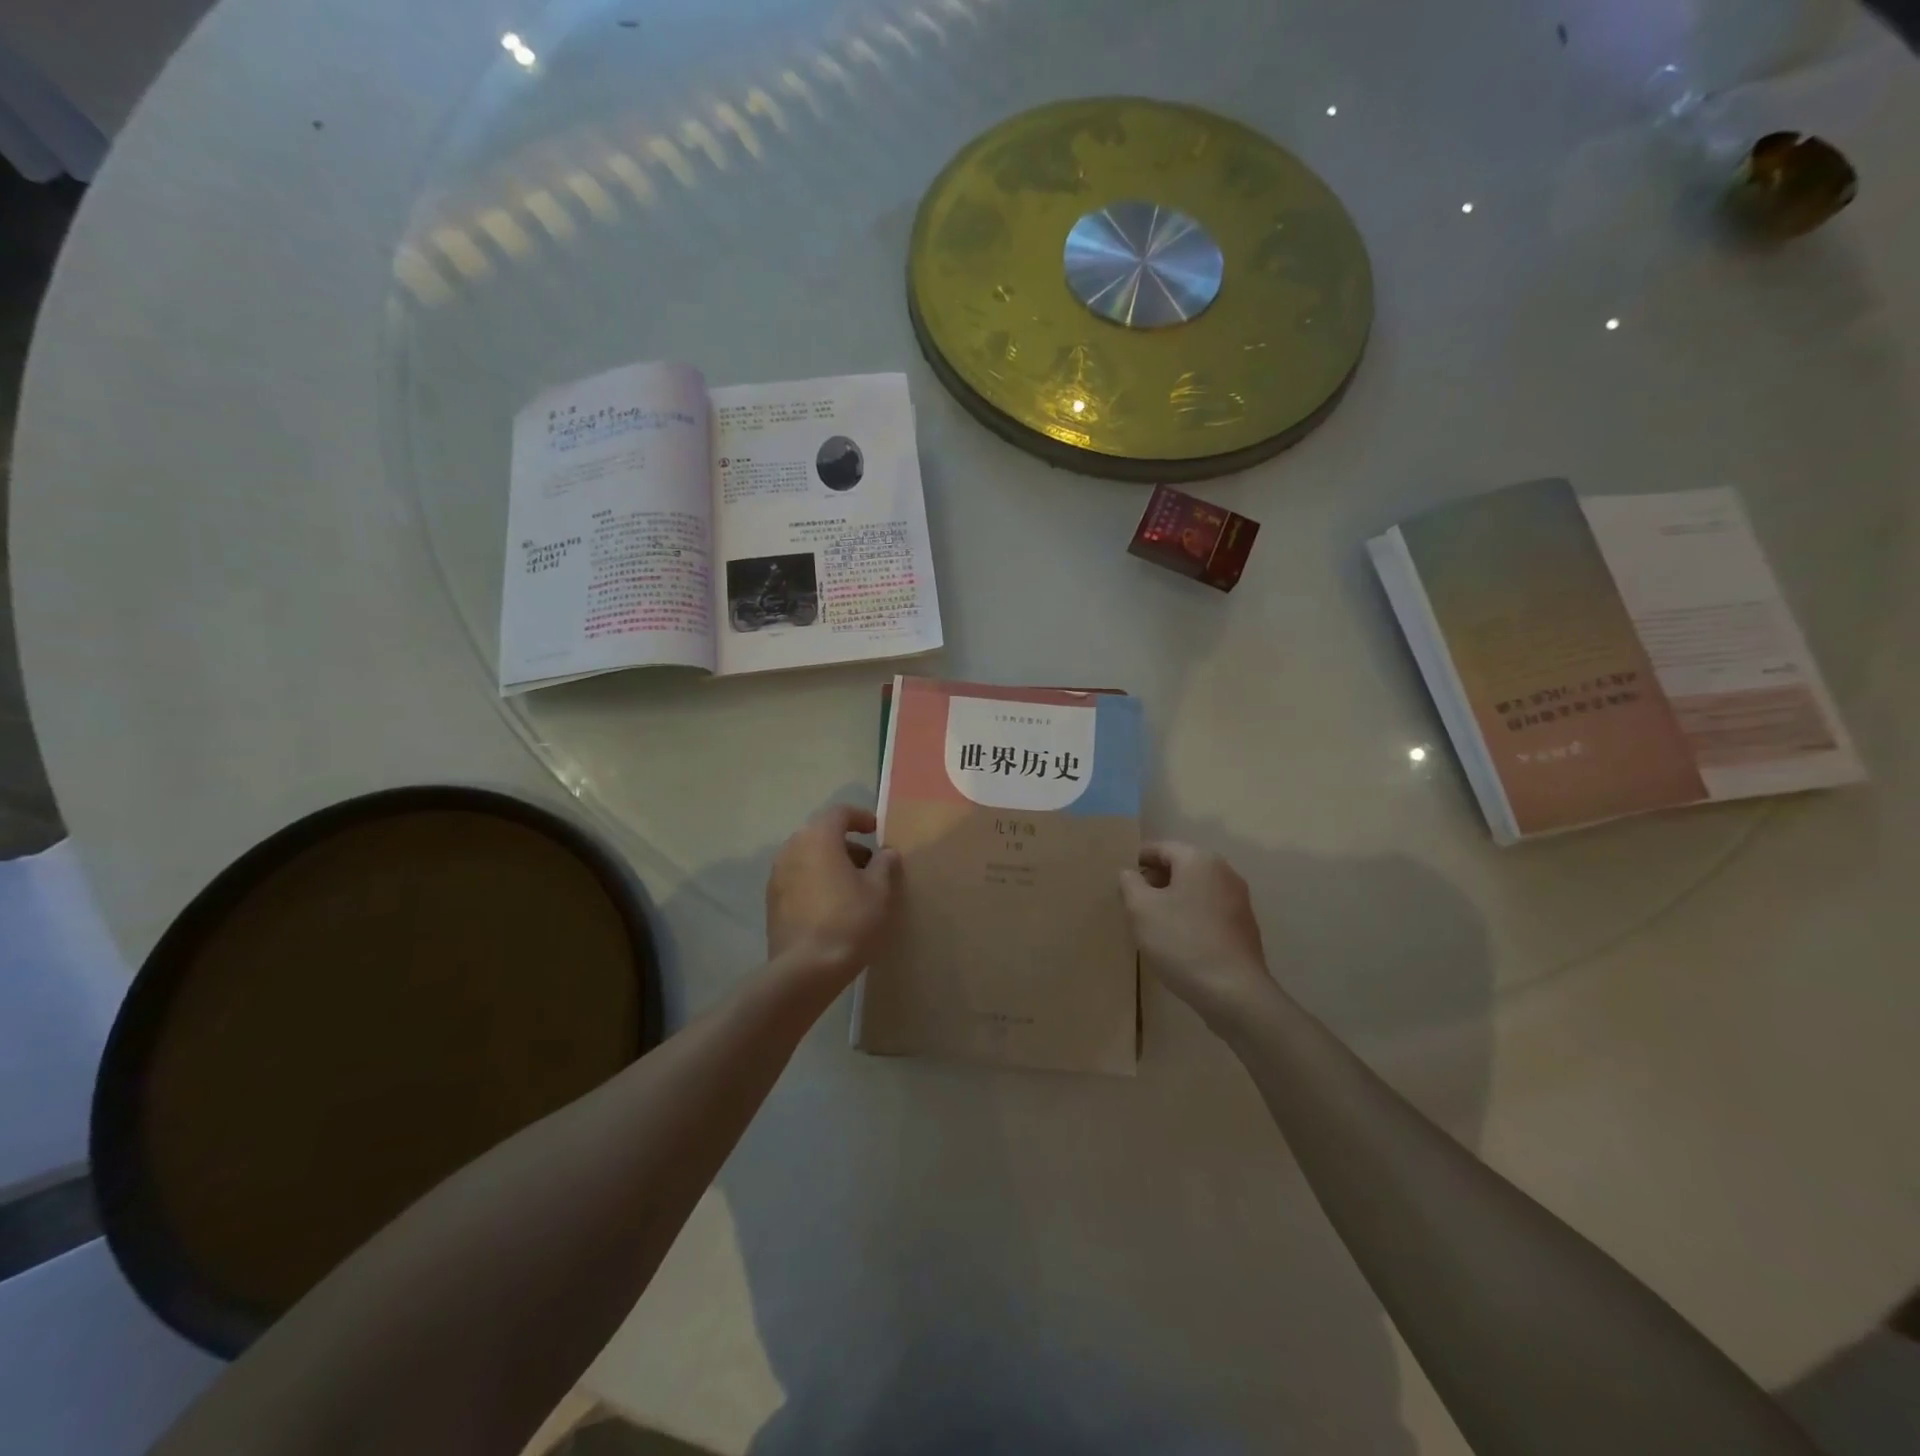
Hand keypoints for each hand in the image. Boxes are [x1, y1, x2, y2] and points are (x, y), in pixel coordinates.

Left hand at [766, 805, 901, 994]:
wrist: (806, 969)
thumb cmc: (849, 920)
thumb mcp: (879, 891)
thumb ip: (885, 864)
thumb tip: (886, 853)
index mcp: (818, 838)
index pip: (839, 813)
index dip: (861, 817)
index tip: (878, 831)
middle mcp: (792, 848)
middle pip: (821, 834)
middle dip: (847, 844)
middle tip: (870, 863)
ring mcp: (777, 875)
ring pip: (808, 858)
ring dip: (831, 864)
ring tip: (854, 887)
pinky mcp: (772, 901)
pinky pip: (798, 879)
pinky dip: (816, 882)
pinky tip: (833, 906)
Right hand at [1120, 842, 1274, 1028]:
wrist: (1234, 992)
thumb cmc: (1181, 941)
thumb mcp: (1141, 909)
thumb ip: (1130, 883)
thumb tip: (1130, 873)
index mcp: (1199, 859)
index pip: (1160, 848)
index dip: (1136, 861)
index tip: (1121, 882)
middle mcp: (1224, 871)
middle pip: (1180, 866)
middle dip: (1155, 881)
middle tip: (1132, 904)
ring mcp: (1238, 899)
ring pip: (1195, 889)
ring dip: (1172, 900)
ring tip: (1152, 924)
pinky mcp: (1244, 926)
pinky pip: (1208, 910)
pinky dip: (1190, 916)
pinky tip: (1178, 940)